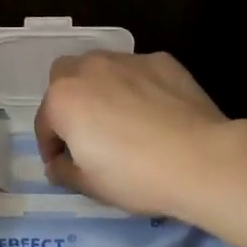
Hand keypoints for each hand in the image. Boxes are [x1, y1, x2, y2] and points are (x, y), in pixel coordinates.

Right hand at [35, 51, 233, 218]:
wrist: (201, 159)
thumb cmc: (136, 176)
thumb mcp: (90, 185)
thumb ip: (64, 171)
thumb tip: (58, 164)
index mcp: (63, 99)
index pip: (45, 122)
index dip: (51, 146)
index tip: (63, 165)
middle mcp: (89, 69)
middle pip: (64, 77)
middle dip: (68, 100)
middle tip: (86, 130)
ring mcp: (126, 60)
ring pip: (100, 67)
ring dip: (100, 87)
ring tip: (121, 116)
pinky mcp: (161, 61)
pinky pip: (137, 71)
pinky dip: (137, 85)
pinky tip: (154, 111)